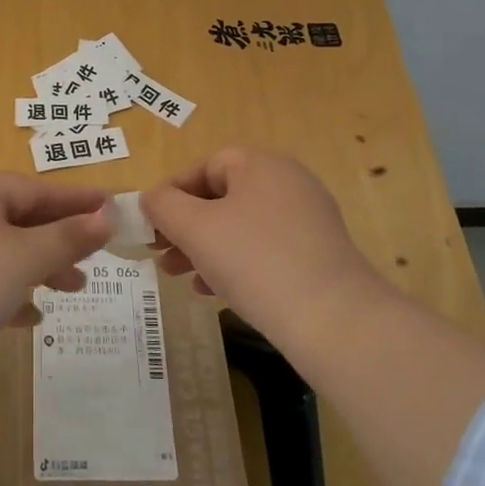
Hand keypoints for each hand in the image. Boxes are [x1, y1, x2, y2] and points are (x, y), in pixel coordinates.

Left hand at [0, 173, 113, 348]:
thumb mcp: (26, 258)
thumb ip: (68, 238)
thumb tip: (106, 218)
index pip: (34, 189)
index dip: (74, 199)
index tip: (109, 208)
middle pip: (20, 219)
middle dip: (59, 240)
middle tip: (93, 257)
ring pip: (3, 251)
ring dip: (40, 268)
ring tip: (72, 289)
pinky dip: (10, 292)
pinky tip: (31, 317)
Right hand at [141, 147, 386, 341]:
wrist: (333, 320)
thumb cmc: (254, 260)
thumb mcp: (195, 228)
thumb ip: (163, 205)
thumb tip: (152, 198)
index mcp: (261, 165)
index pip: (205, 165)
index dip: (172, 191)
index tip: (150, 223)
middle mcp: (288, 183)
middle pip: (221, 196)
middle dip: (185, 225)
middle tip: (160, 252)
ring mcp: (307, 220)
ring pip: (240, 226)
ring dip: (204, 247)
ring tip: (179, 276)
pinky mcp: (317, 255)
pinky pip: (263, 249)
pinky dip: (234, 263)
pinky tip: (213, 292)